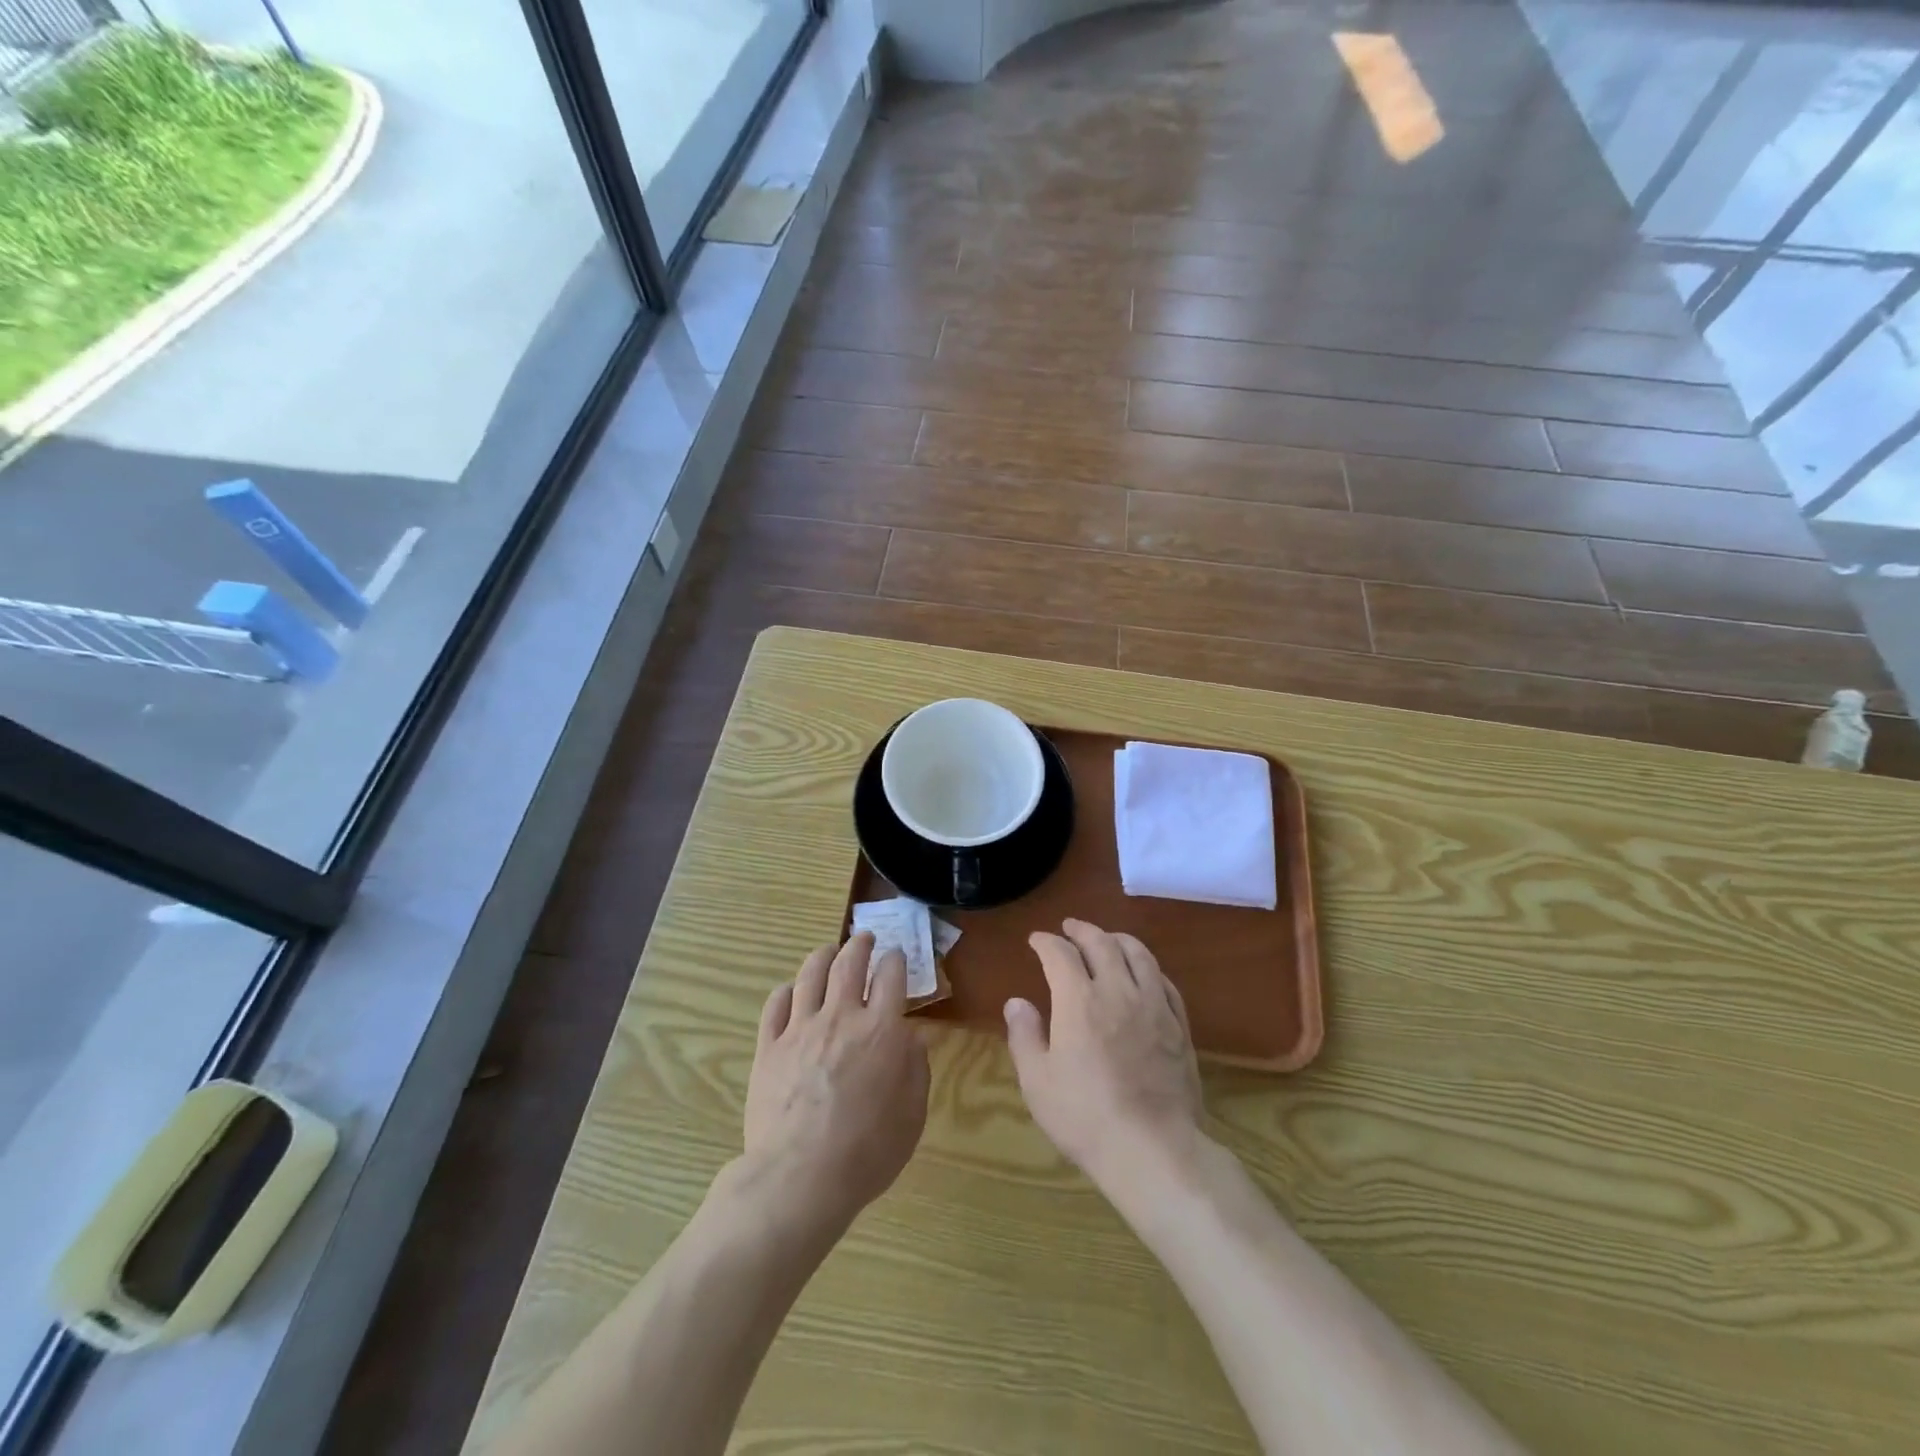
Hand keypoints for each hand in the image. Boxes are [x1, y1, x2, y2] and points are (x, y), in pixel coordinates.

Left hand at [742, 933, 929, 1233]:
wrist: (800, 1177)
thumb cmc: (867, 1151)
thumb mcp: (912, 1114)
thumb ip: (915, 1069)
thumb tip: (910, 1038)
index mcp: (881, 1030)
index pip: (891, 976)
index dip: (895, 960)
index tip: (896, 956)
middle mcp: (841, 1017)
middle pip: (849, 963)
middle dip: (859, 944)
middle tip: (864, 938)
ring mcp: (800, 1029)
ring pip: (810, 974)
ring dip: (823, 955)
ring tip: (828, 951)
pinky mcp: (769, 1047)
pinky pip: (775, 1005)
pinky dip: (786, 991)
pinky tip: (791, 991)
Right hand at [1004, 919, 1203, 1192]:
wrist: (1152, 1149)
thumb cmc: (1085, 1116)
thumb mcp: (1037, 1081)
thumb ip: (1024, 1035)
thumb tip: (1016, 1002)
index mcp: (1079, 1001)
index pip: (1060, 954)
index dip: (1046, 942)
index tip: (1037, 940)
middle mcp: (1118, 991)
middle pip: (1101, 943)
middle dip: (1082, 930)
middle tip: (1070, 928)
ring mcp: (1154, 1006)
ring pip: (1139, 954)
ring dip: (1118, 939)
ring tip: (1108, 938)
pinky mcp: (1178, 1026)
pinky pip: (1165, 982)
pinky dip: (1149, 967)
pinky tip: (1144, 973)